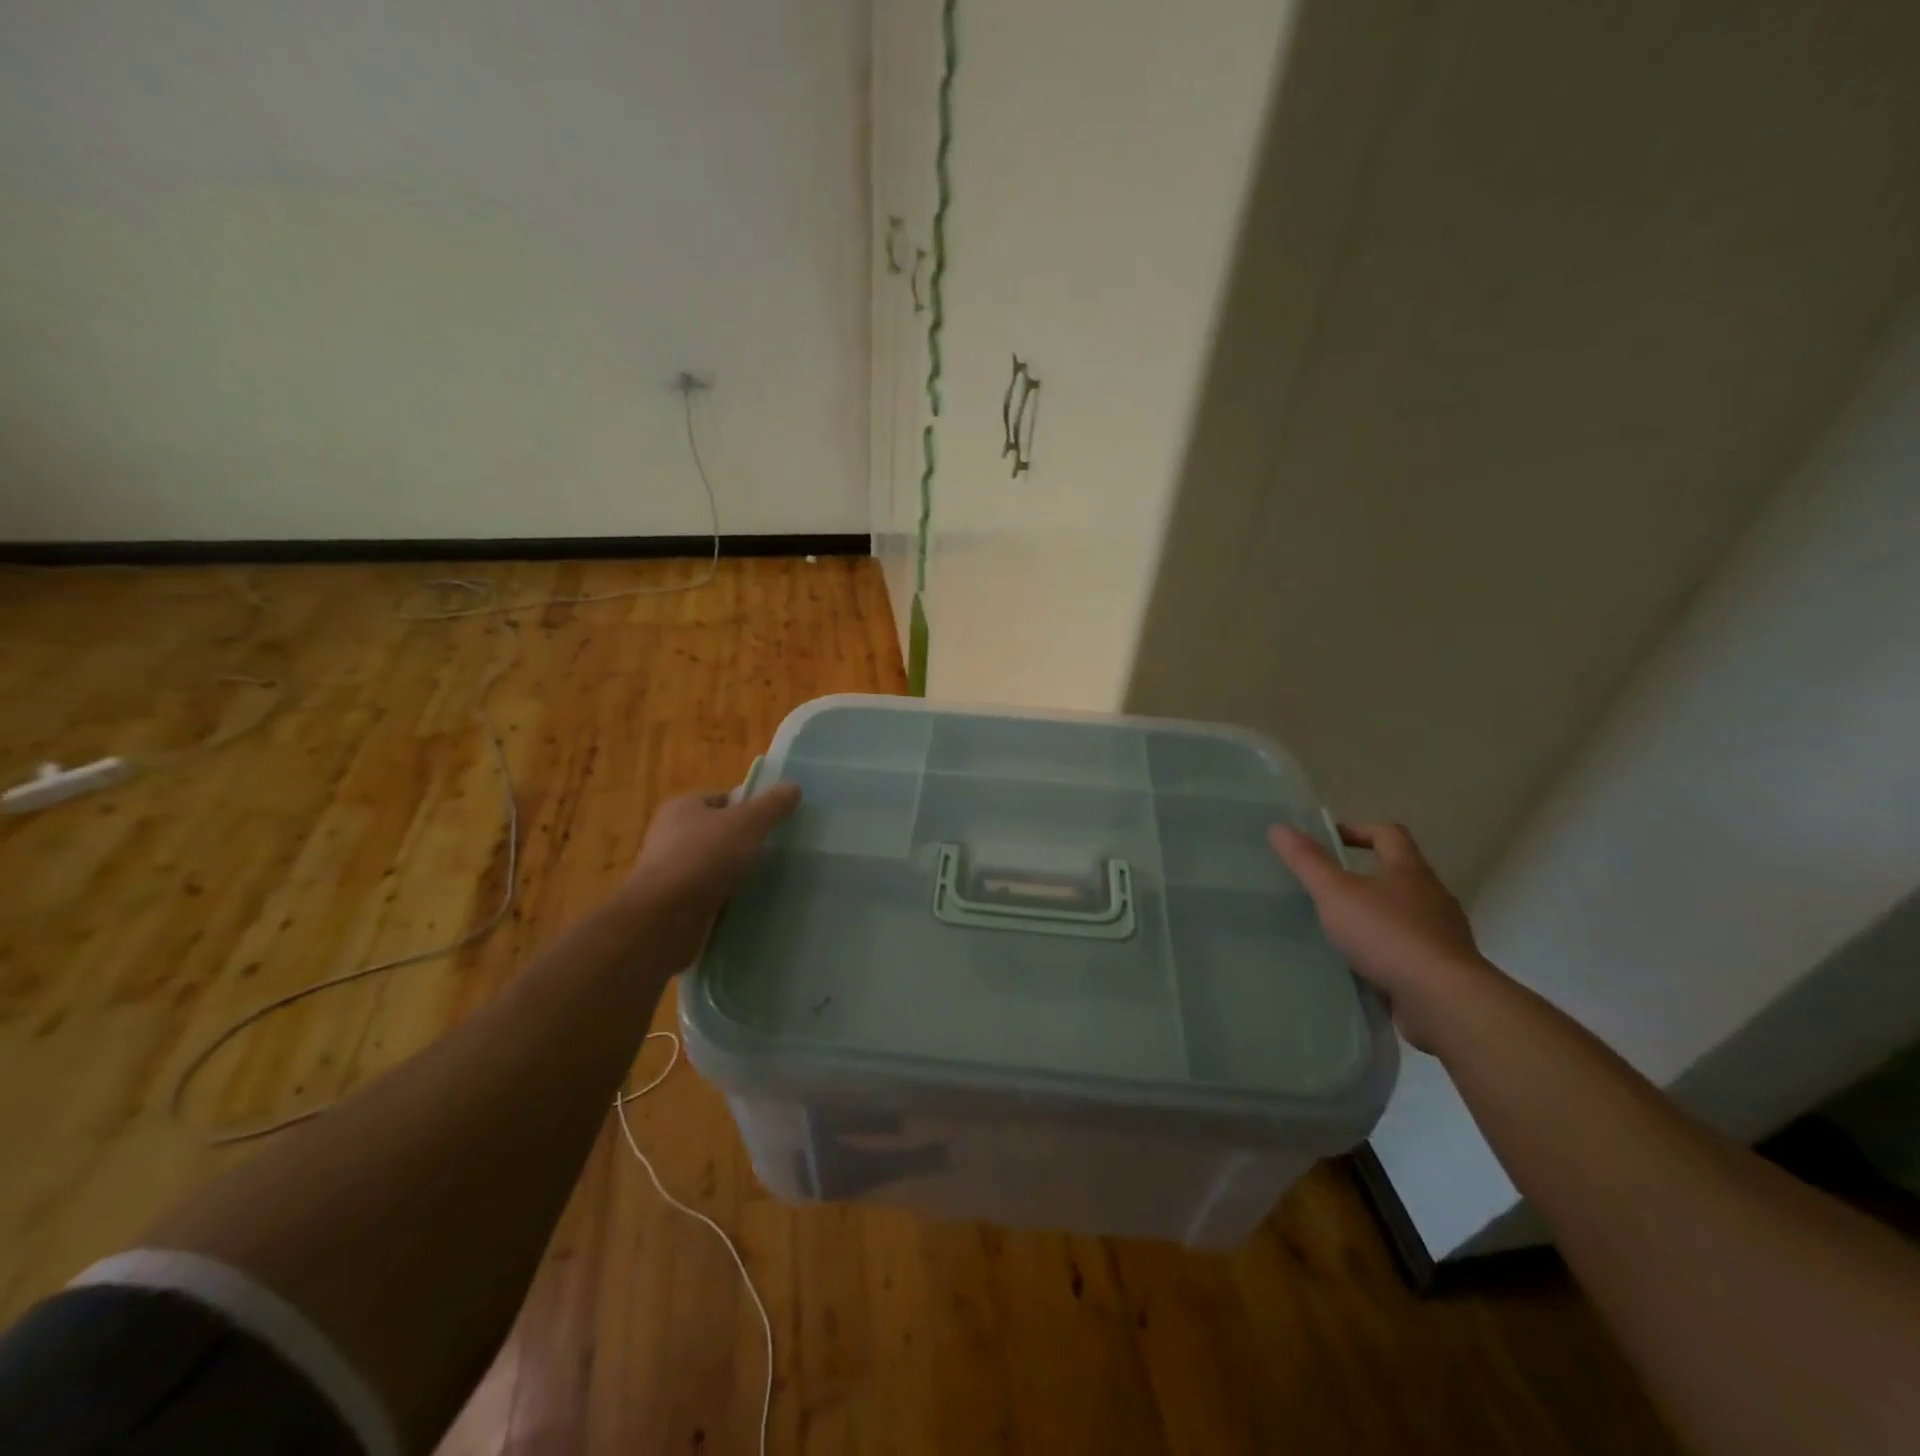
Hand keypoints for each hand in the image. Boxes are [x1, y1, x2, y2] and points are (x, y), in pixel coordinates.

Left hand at [614, 783, 801, 962]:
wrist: (664, 918)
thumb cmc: (704, 858)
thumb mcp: (747, 823)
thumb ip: (772, 805)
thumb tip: (793, 787)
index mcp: (682, 807)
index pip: (722, 799)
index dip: (749, 806)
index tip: (775, 822)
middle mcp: (671, 836)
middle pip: (718, 832)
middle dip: (744, 842)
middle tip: (776, 851)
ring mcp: (670, 872)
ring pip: (714, 865)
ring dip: (735, 872)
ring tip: (767, 879)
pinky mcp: (673, 904)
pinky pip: (708, 894)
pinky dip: (725, 898)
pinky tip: (747, 904)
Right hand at [1269, 821, 1495, 1049]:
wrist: (1444, 1001)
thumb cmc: (1387, 934)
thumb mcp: (1336, 893)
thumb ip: (1307, 861)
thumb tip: (1279, 827)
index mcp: (1409, 871)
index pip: (1388, 834)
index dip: (1359, 830)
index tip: (1330, 840)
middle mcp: (1433, 897)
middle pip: (1400, 874)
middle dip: (1367, 876)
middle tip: (1330, 887)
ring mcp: (1443, 934)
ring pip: (1407, 914)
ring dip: (1378, 916)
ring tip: (1342, 929)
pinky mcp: (1444, 970)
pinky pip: (1411, 950)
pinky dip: (1388, 951)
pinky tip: (1364, 965)